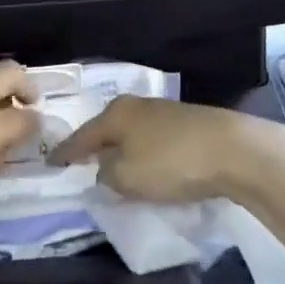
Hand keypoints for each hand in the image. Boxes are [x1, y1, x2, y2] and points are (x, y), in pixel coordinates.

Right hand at [47, 96, 278, 202]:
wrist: (235, 150)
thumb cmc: (171, 162)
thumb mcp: (126, 177)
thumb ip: (106, 174)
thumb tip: (104, 168)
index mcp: (115, 114)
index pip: (81, 136)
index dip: (65, 152)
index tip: (50, 163)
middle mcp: (136, 106)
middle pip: (107, 129)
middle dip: (94, 146)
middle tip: (80, 163)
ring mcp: (164, 112)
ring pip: (132, 133)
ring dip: (122, 150)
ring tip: (114, 167)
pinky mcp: (188, 124)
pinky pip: (153, 140)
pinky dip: (145, 153)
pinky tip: (148, 164)